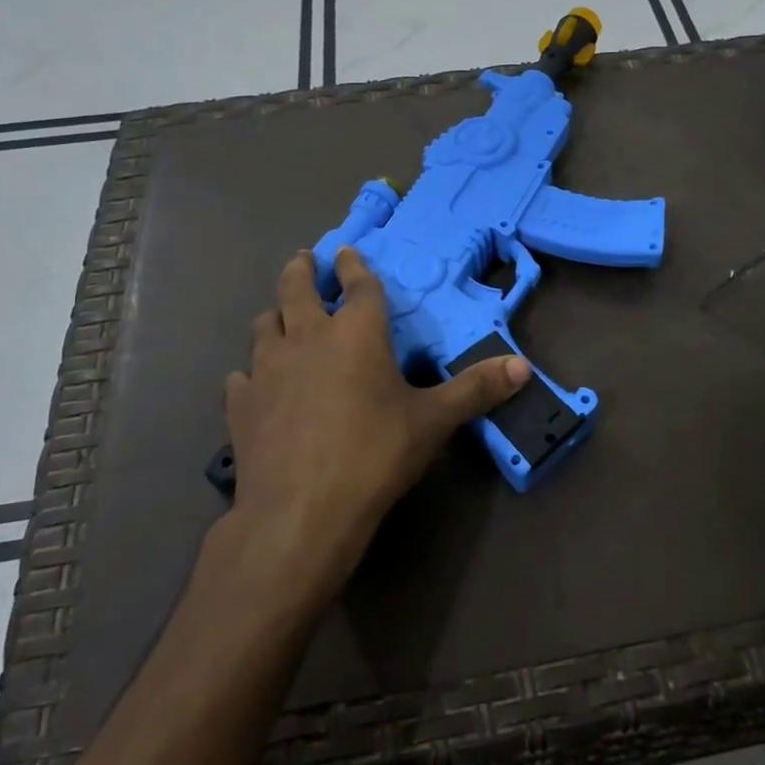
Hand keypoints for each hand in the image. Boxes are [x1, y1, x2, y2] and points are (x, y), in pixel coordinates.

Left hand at [221, 248, 529, 609]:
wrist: (301, 511)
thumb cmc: (374, 454)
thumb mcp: (433, 422)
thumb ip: (475, 390)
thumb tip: (524, 367)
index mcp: (356, 333)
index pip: (357, 284)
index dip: (354, 266)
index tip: (348, 252)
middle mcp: (307, 337)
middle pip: (296, 288)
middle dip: (302, 269)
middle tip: (304, 260)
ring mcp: (267, 369)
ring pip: (263, 325)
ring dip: (274, 315)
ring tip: (280, 316)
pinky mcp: (240, 404)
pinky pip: (241, 376)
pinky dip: (250, 372)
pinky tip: (254, 383)